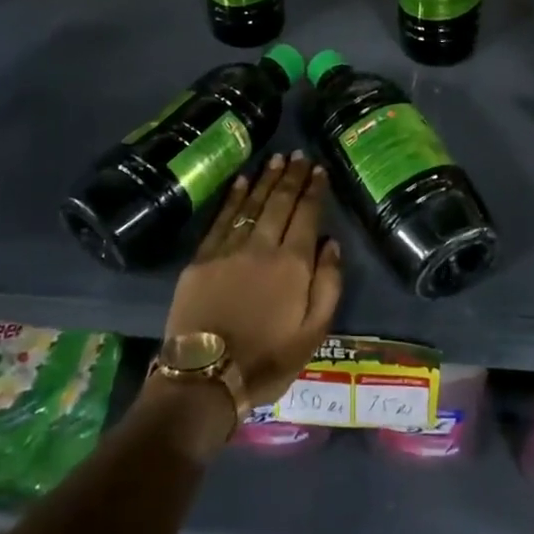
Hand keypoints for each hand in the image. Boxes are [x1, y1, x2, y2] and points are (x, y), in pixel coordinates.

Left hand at [160, 153, 343, 432]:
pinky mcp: (201, 258)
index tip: (318, 169)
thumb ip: (328, 285)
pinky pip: (221, 218)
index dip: (313, 190)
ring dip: (265, 180)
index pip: (306, 215)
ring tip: (275, 159)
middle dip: (291, 176)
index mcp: (293, 264)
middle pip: (279, 202)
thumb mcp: (313, 333)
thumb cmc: (267, 359)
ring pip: (251, 204)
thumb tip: (331, 243)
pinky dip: (233, 197)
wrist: (206, 378)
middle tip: (298, 155)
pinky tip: (241, 182)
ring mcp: (228, 249)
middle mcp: (262, 246)